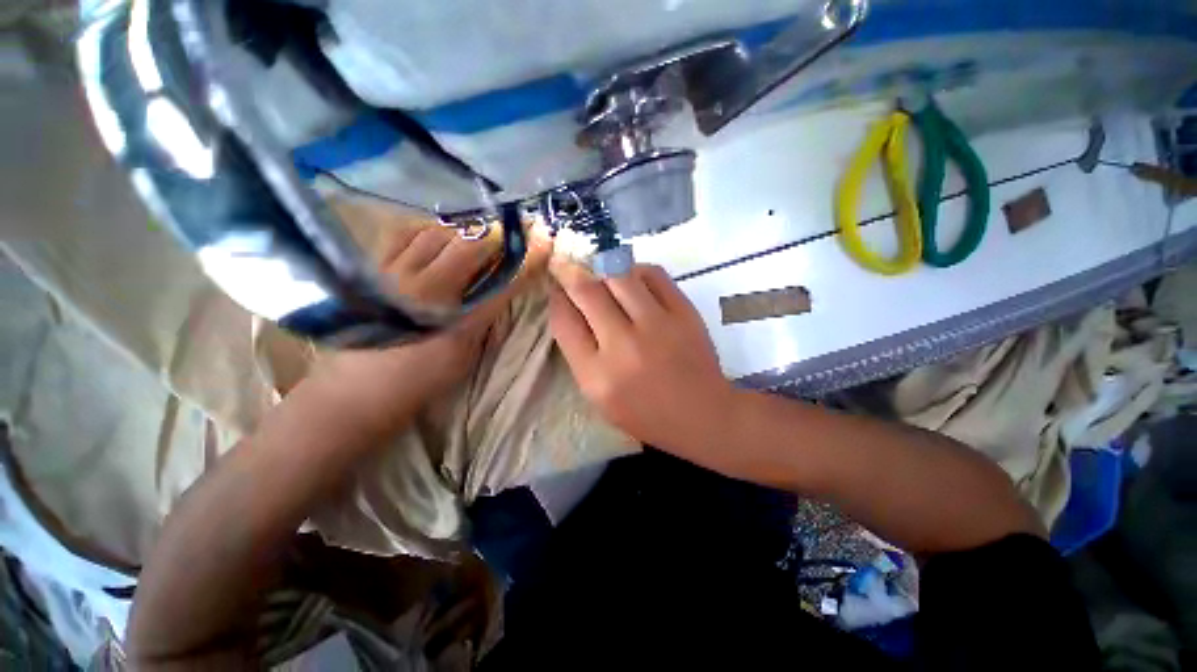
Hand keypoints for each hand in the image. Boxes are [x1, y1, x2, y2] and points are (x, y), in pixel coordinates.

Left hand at [321, 220, 515, 405]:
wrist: (361, 389)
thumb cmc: (423, 378)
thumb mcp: (467, 353)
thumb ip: (485, 317)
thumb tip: (501, 286)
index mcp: (455, 320)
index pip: (502, 282)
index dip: (528, 261)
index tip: (545, 242)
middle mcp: (424, 290)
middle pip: (468, 246)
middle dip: (498, 235)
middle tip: (514, 232)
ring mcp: (394, 274)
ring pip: (436, 233)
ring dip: (465, 231)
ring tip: (478, 236)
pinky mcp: (373, 269)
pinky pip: (404, 234)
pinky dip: (429, 229)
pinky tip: (439, 237)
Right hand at [548, 260, 736, 458]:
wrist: (703, 414)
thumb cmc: (646, 414)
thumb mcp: (600, 396)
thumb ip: (580, 354)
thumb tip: (569, 307)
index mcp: (597, 376)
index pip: (564, 322)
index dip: (556, 298)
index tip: (556, 289)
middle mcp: (623, 346)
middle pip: (587, 291)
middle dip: (570, 273)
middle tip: (567, 266)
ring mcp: (657, 326)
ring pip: (618, 275)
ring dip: (602, 268)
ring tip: (600, 271)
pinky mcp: (684, 312)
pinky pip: (653, 274)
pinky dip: (636, 270)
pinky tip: (632, 279)